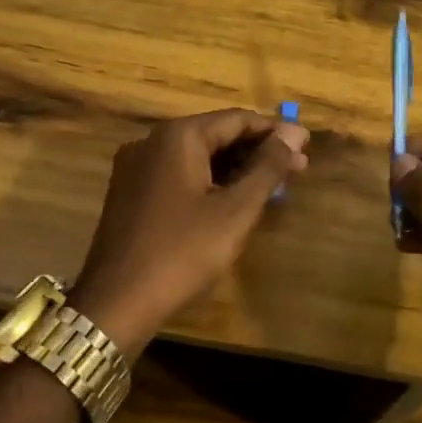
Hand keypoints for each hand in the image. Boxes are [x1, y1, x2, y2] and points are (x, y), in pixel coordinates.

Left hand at [69, 109, 309, 353]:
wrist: (116, 303)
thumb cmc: (182, 252)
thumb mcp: (234, 211)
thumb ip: (266, 168)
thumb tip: (293, 134)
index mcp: (177, 137)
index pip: (236, 119)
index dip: (275, 131)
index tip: (306, 144)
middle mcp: (152, 141)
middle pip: (216, 135)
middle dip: (258, 150)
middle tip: (298, 167)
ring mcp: (137, 167)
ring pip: (198, 156)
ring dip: (236, 167)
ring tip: (273, 184)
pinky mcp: (131, 192)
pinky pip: (180, 174)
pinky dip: (210, 181)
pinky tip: (234, 198)